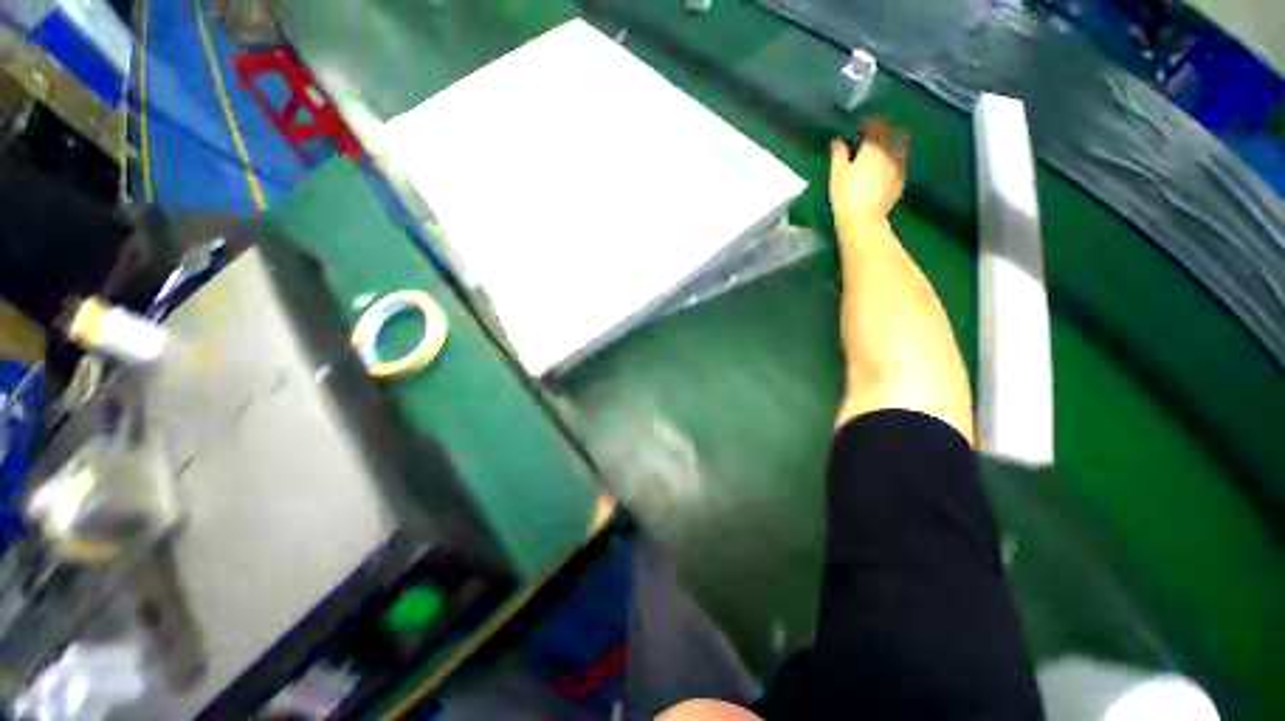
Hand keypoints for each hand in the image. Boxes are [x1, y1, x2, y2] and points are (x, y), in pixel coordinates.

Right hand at [829, 118, 908, 223]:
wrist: (863, 218)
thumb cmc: (846, 194)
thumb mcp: (837, 173)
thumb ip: (839, 154)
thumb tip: (838, 141)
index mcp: (874, 146)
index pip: (876, 125)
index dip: (869, 123)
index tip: (862, 125)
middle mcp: (891, 151)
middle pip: (894, 133)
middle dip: (885, 131)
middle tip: (874, 135)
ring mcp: (899, 166)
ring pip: (901, 147)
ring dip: (892, 144)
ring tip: (881, 150)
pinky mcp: (901, 180)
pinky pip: (901, 162)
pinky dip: (894, 160)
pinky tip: (885, 167)